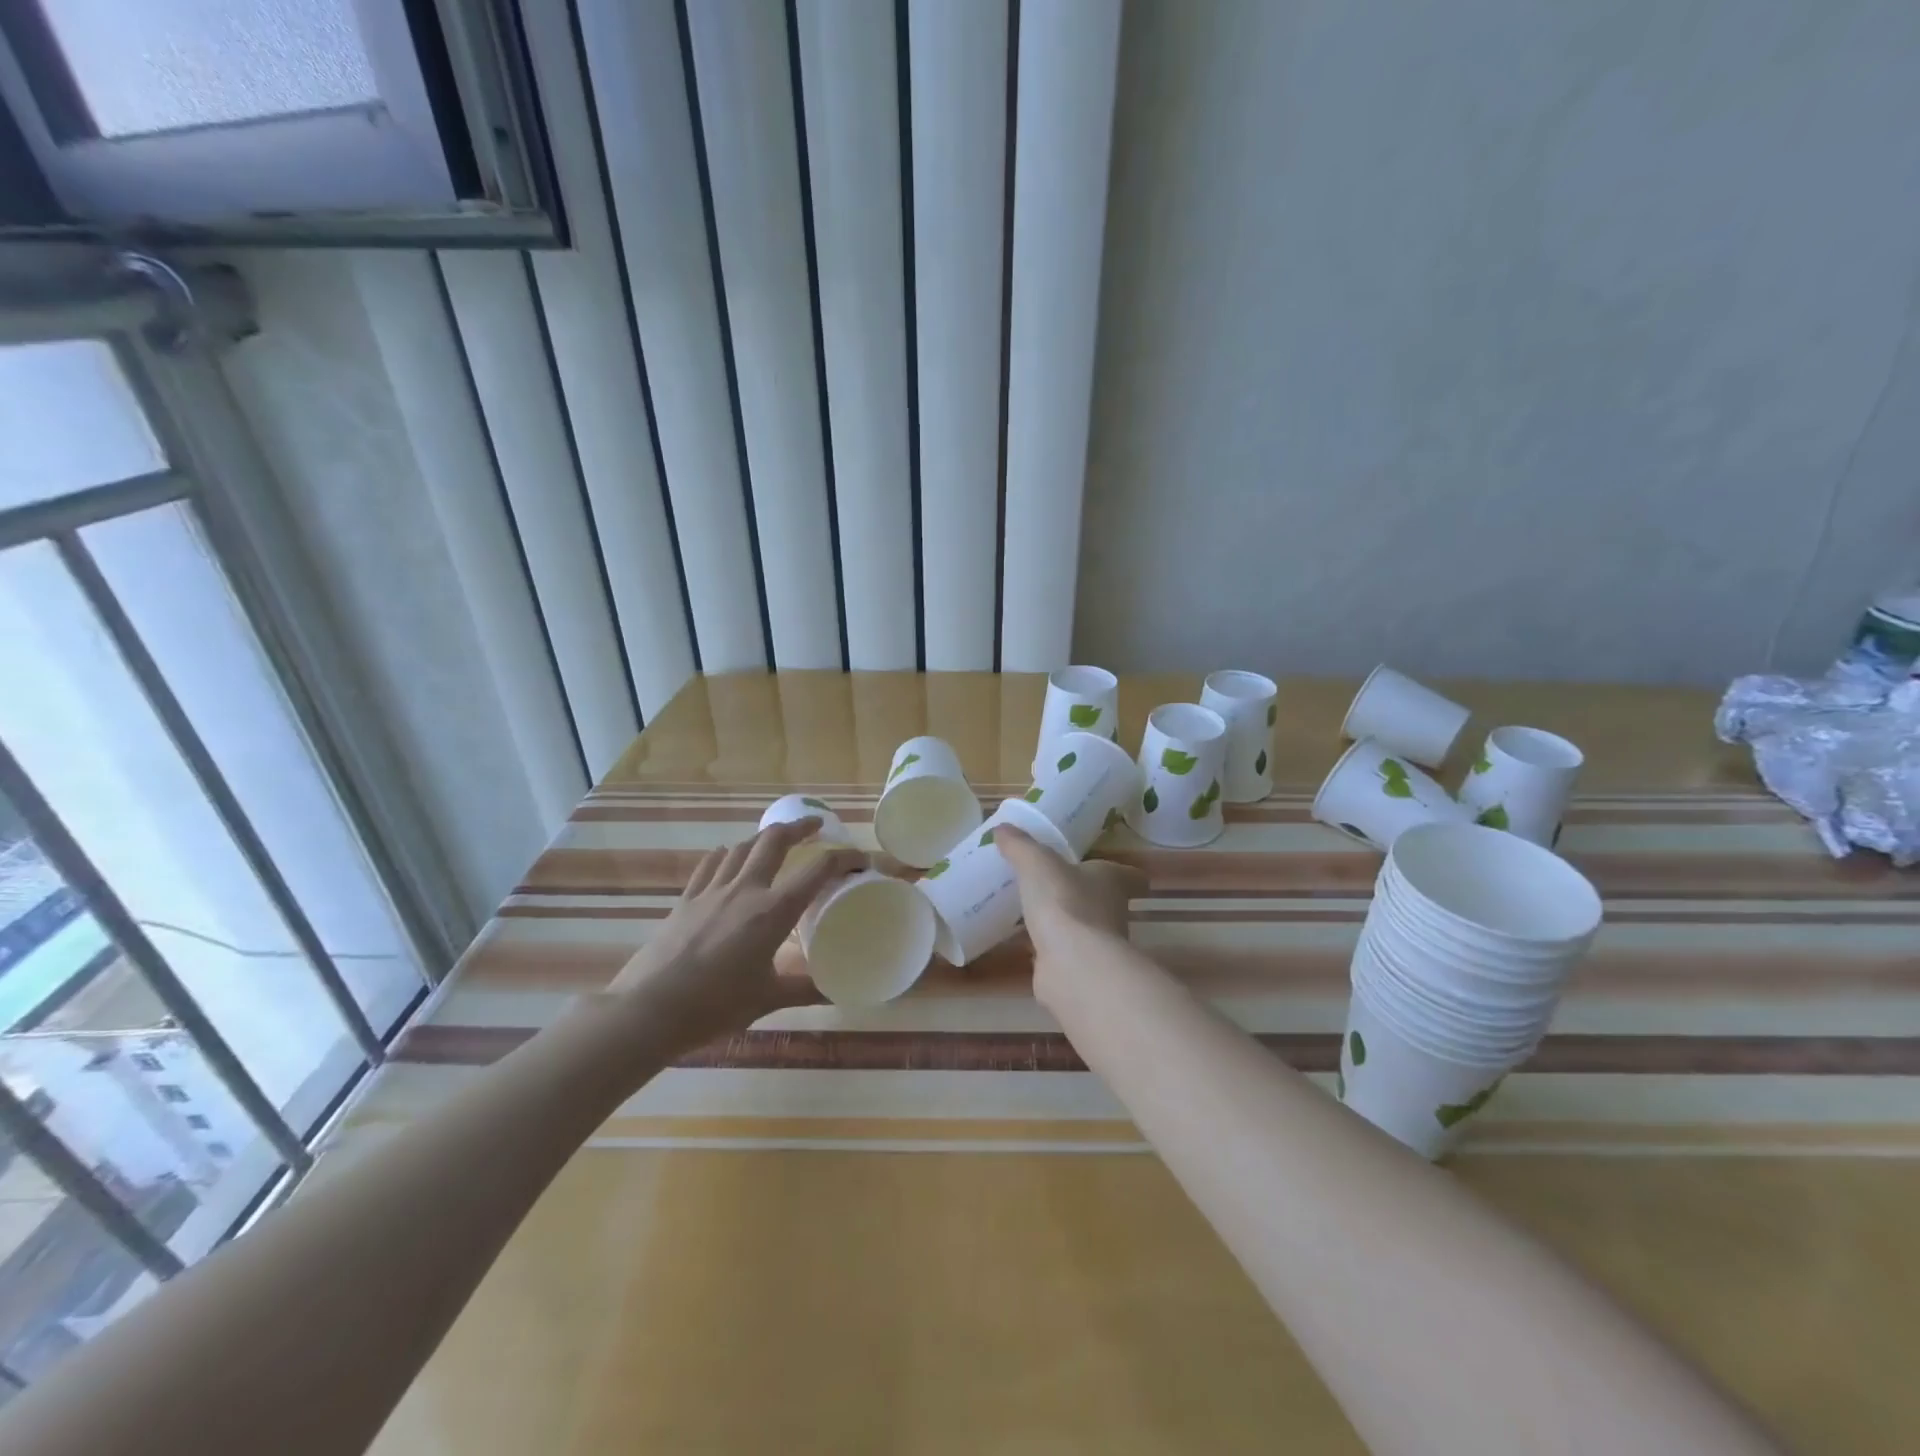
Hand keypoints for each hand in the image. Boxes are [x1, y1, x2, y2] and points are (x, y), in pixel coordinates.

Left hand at [605, 819, 865, 1048]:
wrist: (648, 1010)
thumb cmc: (715, 1006)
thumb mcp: (767, 999)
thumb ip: (804, 989)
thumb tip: (837, 991)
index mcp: (773, 911)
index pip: (818, 870)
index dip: (845, 858)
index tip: (859, 859)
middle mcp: (746, 889)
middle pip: (775, 840)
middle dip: (800, 827)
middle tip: (816, 827)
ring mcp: (712, 890)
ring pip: (742, 847)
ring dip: (764, 838)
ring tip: (776, 842)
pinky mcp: (686, 899)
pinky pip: (710, 864)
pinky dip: (727, 855)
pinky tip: (728, 859)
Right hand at [994, 825, 1146, 1003]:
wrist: (1071, 964)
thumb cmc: (1064, 902)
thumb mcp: (1037, 863)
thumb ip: (1020, 846)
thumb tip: (1002, 828)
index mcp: (1112, 882)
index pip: (1131, 877)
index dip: (1124, 873)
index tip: (1108, 870)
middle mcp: (1113, 913)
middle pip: (1105, 901)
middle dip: (1083, 895)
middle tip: (1055, 884)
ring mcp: (1097, 945)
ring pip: (1083, 928)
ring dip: (1064, 922)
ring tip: (1034, 910)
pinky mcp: (1077, 969)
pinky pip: (1061, 952)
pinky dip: (1047, 947)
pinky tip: (1024, 940)